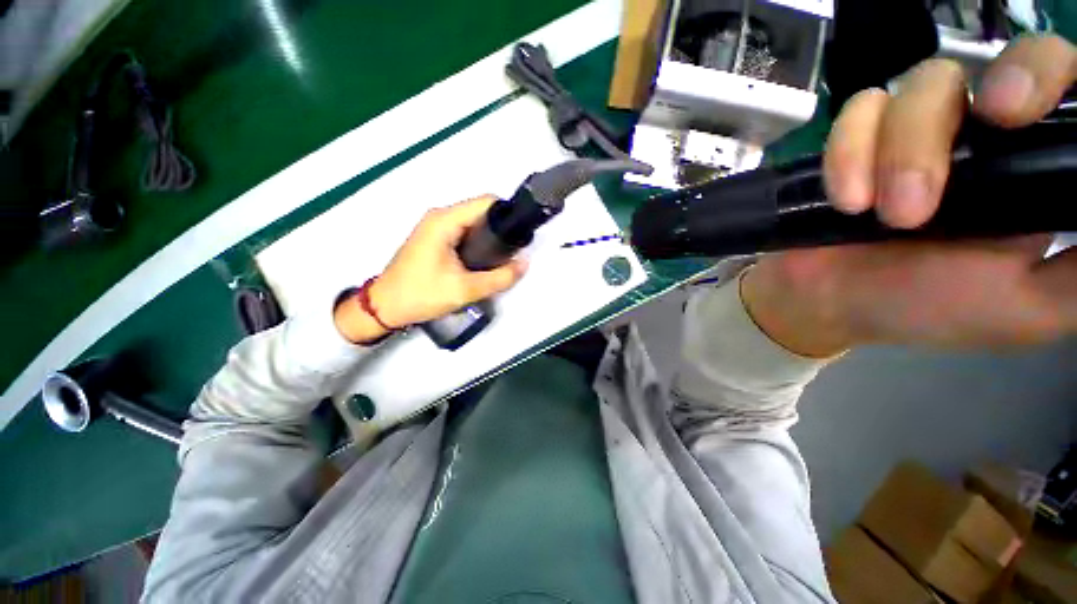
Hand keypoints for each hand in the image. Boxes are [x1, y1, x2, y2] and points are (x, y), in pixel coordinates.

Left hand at [334, 196, 526, 343]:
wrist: (385, 307)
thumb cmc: (421, 295)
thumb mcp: (466, 289)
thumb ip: (500, 278)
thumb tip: (524, 264)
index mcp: (445, 221)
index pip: (486, 202)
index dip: (508, 214)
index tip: (521, 233)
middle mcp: (439, 217)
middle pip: (481, 211)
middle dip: (501, 228)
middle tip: (514, 251)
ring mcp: (436, 227)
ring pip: (474, 223)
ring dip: (490, 237)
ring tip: (503, 258)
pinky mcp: (435, 239)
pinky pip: (465, 232)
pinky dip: (479, 242)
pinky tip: (485, 260)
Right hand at [743, 35, 1076, 355]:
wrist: (834, 304)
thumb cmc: (929, 307)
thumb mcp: (1029, 307)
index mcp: (1033, 164)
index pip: (1064, 84)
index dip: (1049, 77)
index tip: (1016, 117)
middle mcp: (984, 131)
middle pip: (995, 62)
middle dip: (970, 110)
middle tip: (939, 173)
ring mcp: (918, 127)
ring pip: (924, 86)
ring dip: (900, 152)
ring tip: (889, 217)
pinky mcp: (859, 138)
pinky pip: (858, 113)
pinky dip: (849, 154)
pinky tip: (848, 201)